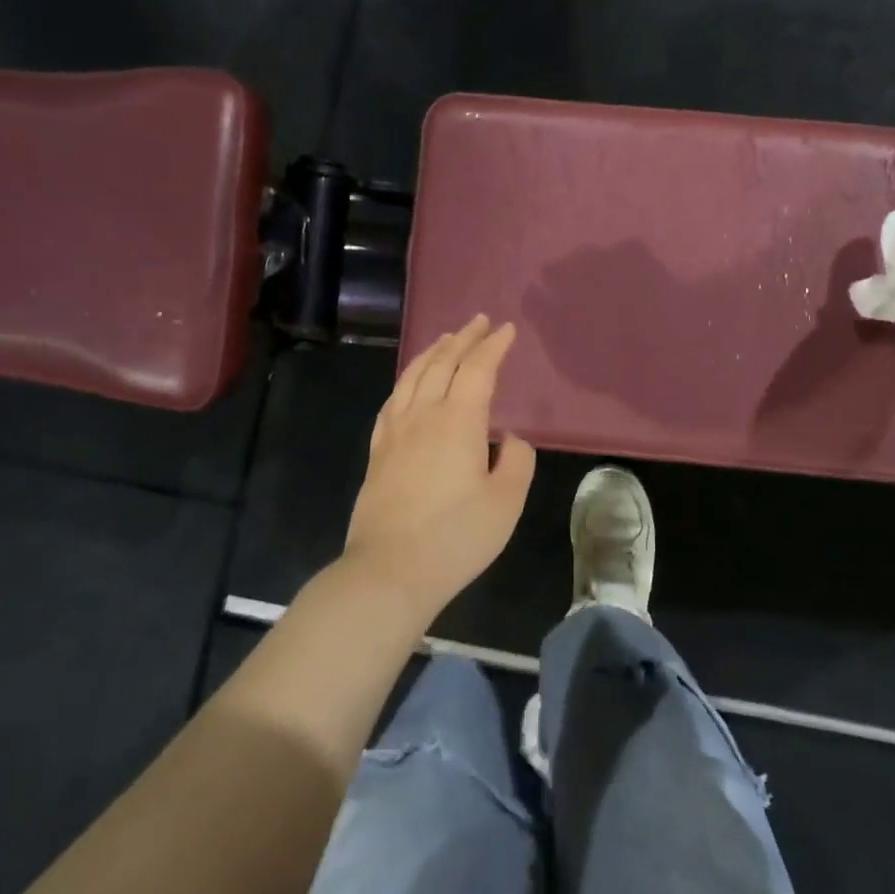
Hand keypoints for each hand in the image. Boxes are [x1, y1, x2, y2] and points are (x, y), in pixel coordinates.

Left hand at [343, 315, 536, 619]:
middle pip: (442, 363)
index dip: (493, 346)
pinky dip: (406, 380)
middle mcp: (423, 416)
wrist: (390, 571)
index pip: (477, 369)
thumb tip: (507, 438)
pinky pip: (392, 401)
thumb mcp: (507, 501)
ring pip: (413, 377)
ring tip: (446, 339)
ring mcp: (395, 432)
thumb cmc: (457, 537)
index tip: (506, 329)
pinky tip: (410, 383)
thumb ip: (516, 460)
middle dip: (464, 338)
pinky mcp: (378, 452)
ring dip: (433, 352)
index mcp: (458, 421)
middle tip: (479, 321)